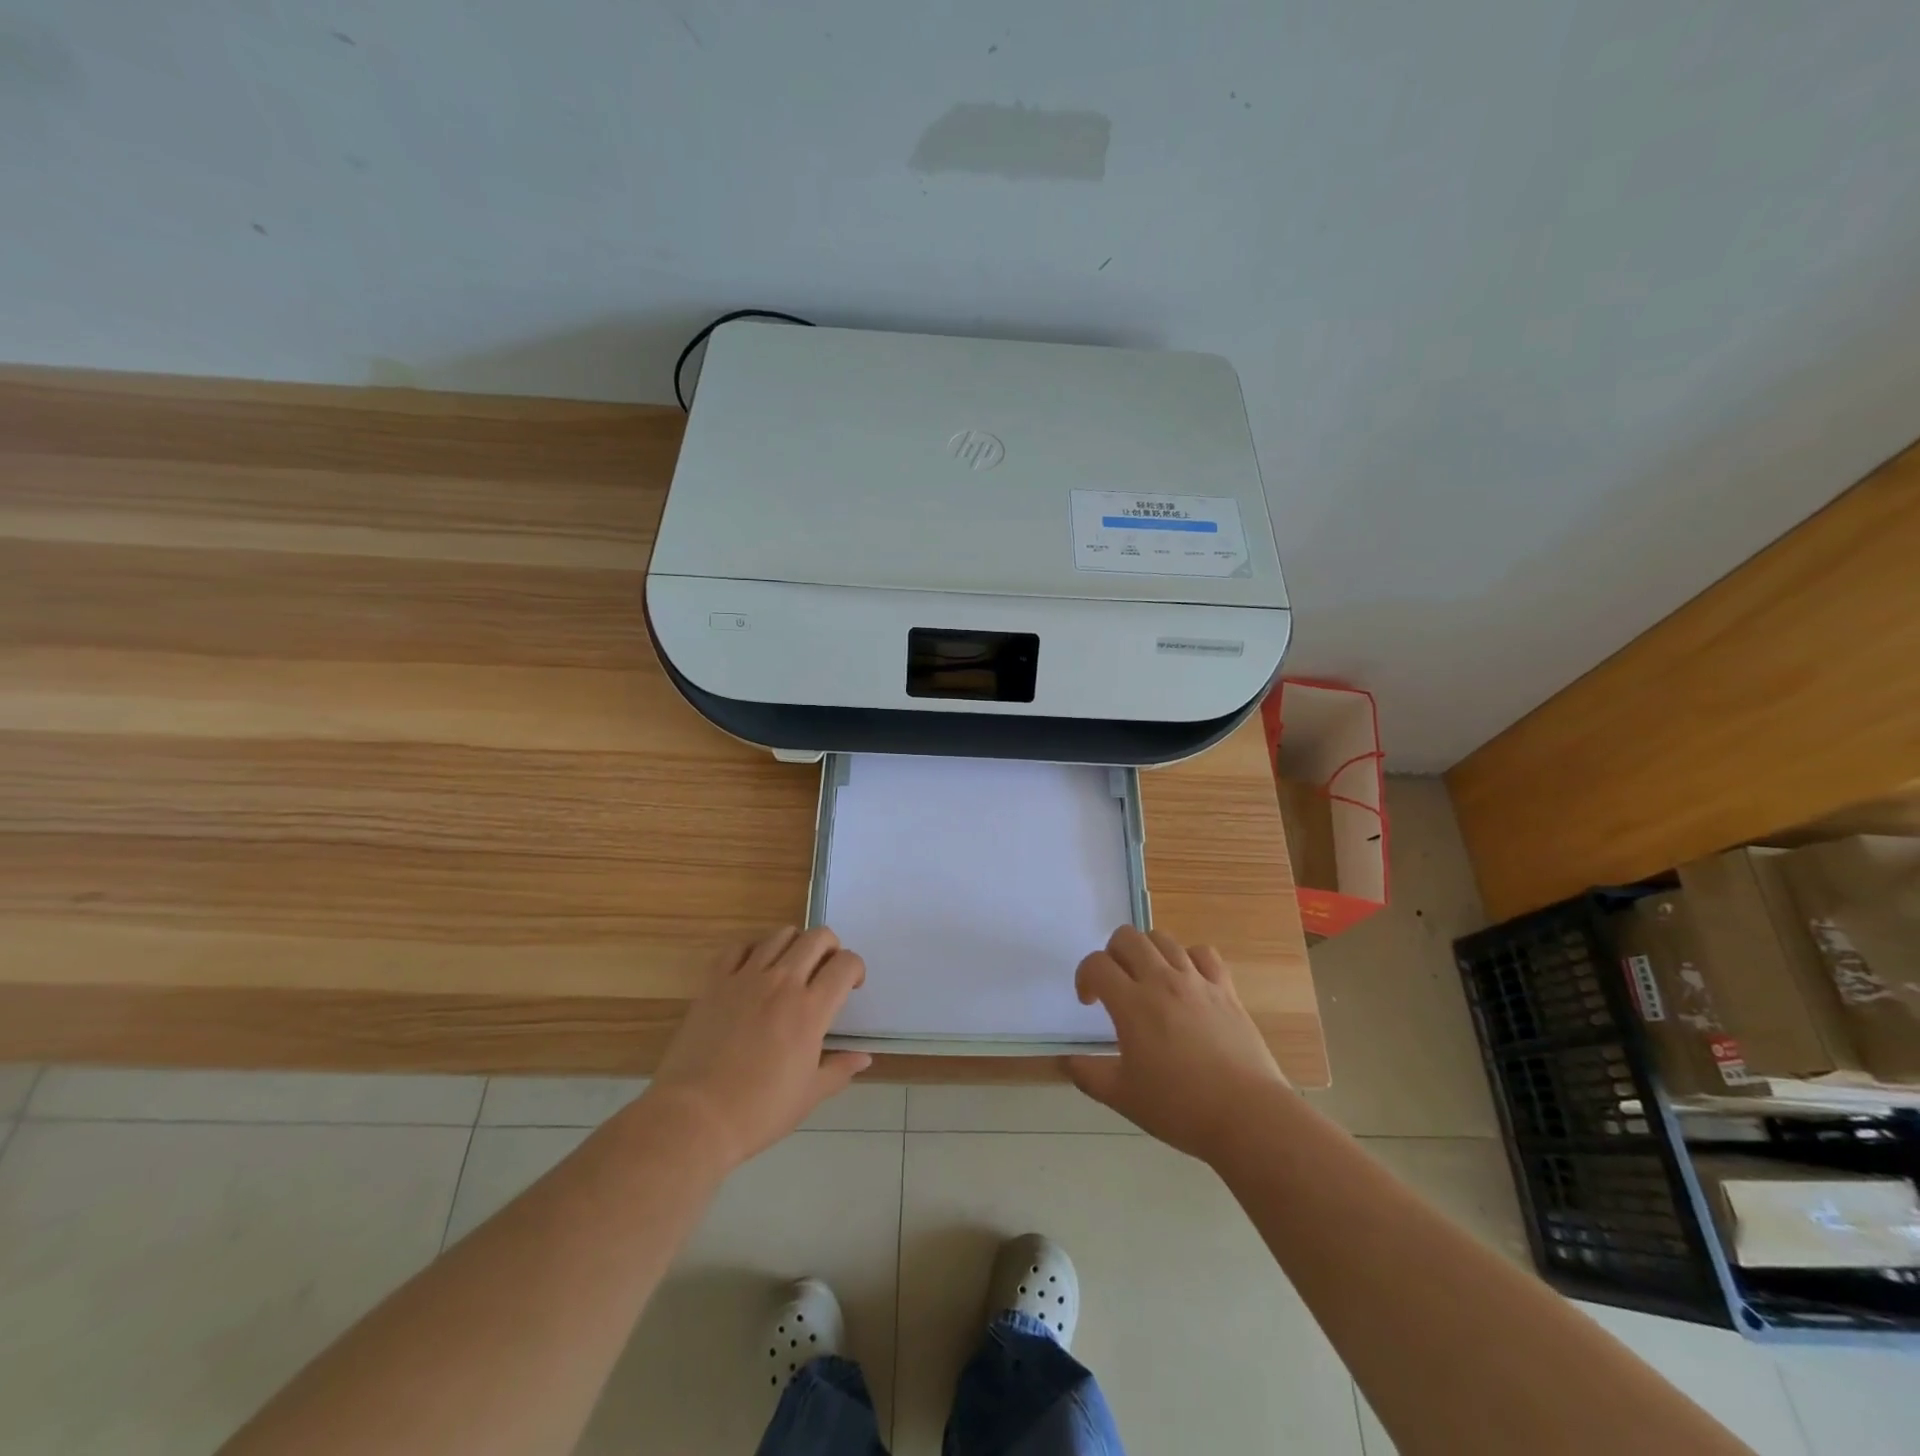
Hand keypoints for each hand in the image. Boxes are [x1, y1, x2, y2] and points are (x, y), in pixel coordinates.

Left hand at [647, 927, 871, 1169]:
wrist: (694, 1117)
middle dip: (831, 947)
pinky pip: (739, 947)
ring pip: (780, 935)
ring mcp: (746, 977)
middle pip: (817, 938)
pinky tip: (754, 970)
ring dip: (795, 944)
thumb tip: (864, 1057)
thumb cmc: (758, 1112)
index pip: (845, 964)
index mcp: (810, 1010)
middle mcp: (782, 982)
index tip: (851, 986)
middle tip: (826, 971)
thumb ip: (839, 1069)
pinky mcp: (715, 981)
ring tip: (792, 967)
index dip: (855, 969)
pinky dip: (754, 950)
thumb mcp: (808, 1095)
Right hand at [1066, 926, 1288, 1161]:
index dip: (1084, 977)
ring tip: (1148, 979)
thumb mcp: (1123, 1097)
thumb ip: (1088, 1075)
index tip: (1090, 1002)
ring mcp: (1197, 981)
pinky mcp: (1226, 989)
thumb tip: (1067, 1062)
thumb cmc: (1180, 1107)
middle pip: (1127, 937)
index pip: (1096, 964)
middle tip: (1116, 984)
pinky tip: (1187, 981)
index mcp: (1132, 1004)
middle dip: (1112, 954)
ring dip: (1147, 952)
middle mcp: (1162, 981)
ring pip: (1163, 939)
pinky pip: (1203, 953)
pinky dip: (1188, 958)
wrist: (1247, 1116)